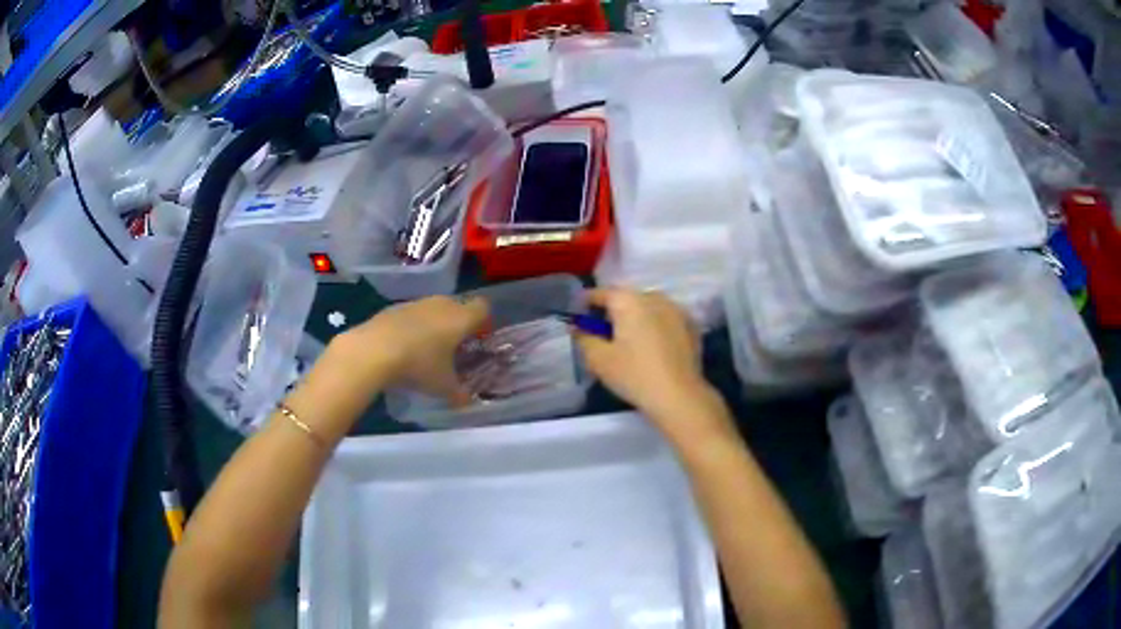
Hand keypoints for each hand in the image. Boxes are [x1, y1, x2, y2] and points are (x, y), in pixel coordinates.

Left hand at [334, 296, 489, 405]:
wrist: (373, 350)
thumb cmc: (419, 365)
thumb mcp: (443, 387)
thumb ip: (459, 394)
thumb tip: (466, 402)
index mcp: (461, 318)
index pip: (483, 308)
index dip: (482, 322)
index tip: (476, 339)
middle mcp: (441, 304)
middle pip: (457, 306)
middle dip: (457, 324)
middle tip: (452, 348)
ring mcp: (415, 303)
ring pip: (432, 309)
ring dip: (433, 324)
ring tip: (425, 349)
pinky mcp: (393, 308)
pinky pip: (411, 315)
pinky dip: (411, 327)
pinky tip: (402, 347)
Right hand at [575, 289, 724, 436]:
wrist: (680, 396)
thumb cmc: (634, 375)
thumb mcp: (599, 360)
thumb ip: (583, 338)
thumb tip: (577, 327)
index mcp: (629, 300)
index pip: (600, 293)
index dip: (586, 304)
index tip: (579, 319)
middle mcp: (654, 297)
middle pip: (626, 299)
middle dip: (613, 313)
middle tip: (604, 336)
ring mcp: (676, 309)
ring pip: (648, 308)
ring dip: (637, 319)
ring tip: (630, 343)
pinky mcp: (691, 326)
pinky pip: (666, 320)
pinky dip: (656, 328)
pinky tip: (653, 350)